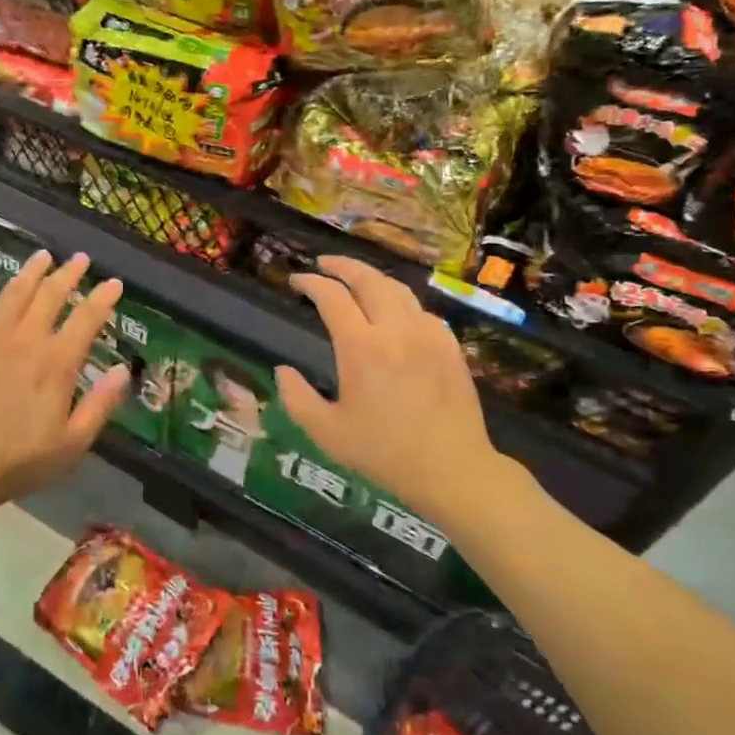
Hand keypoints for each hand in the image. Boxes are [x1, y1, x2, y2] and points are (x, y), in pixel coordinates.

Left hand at [0, 250, 132, 524]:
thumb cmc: (16, 462)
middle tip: (79, 258)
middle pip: (50, 296)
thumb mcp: (71, 444)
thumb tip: (125, 369)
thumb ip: (100, 405)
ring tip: (42, 256)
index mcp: (56, 363)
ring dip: (30, 272)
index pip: (86, 320)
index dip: (103, 298)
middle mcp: (24, 340)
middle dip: (68, 274)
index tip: (114, 282)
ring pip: (13, 294)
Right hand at [277, 256, 515, 520]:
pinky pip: (422, 310)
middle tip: (323, 264)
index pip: (332, 297)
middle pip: (368, 279)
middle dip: (342, 265)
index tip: (296, 281)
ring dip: (372, 277)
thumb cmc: (384, 453)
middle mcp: (395, 331)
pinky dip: (401, 301)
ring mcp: (428, 335)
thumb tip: (282, 370)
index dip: (311, 283)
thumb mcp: (327, 433)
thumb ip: (297, 398)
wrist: (452, 470)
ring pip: (398, 288)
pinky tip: (395, 312)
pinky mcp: (450, 346)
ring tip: (356, 280)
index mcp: (361, 348)